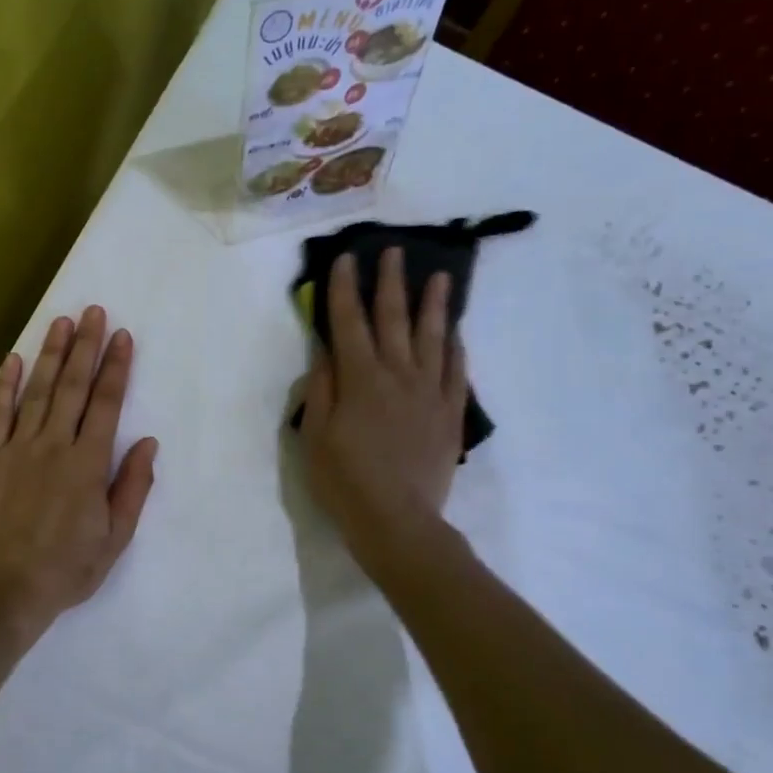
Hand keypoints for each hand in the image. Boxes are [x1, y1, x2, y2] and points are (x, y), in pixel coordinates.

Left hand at [0, 306, 159, 641]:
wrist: (4, 592)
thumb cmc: (66, 569)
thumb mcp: (115, 538)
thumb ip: (132, 487)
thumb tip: (147, 442)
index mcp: (87, 465)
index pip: (106, 405)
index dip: (116, 368)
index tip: (123, 337)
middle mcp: (53, 446)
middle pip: (73, 388)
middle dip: (86, 347)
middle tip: (94, 312)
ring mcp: (15, 450)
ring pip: (37, 392)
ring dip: (51, 355)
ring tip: (61, 322)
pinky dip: (5, 386)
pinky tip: (14, 359)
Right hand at [299, 248, 465, 556]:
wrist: (397, 520)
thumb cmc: (344, 480)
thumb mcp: (315, 436)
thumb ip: (321, 389)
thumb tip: (326, 353)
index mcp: (360, 379)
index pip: (349, 322)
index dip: (345, 288)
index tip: (346, 258)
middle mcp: (398, 375)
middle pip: (394, 319)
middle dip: (391, 283)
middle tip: (394, 251)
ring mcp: (430, 393)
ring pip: (434, 338)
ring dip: (435, 305)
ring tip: (440, 277)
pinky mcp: (450, 413)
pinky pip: (457, 371)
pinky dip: (456, 348)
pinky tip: (456, 332)